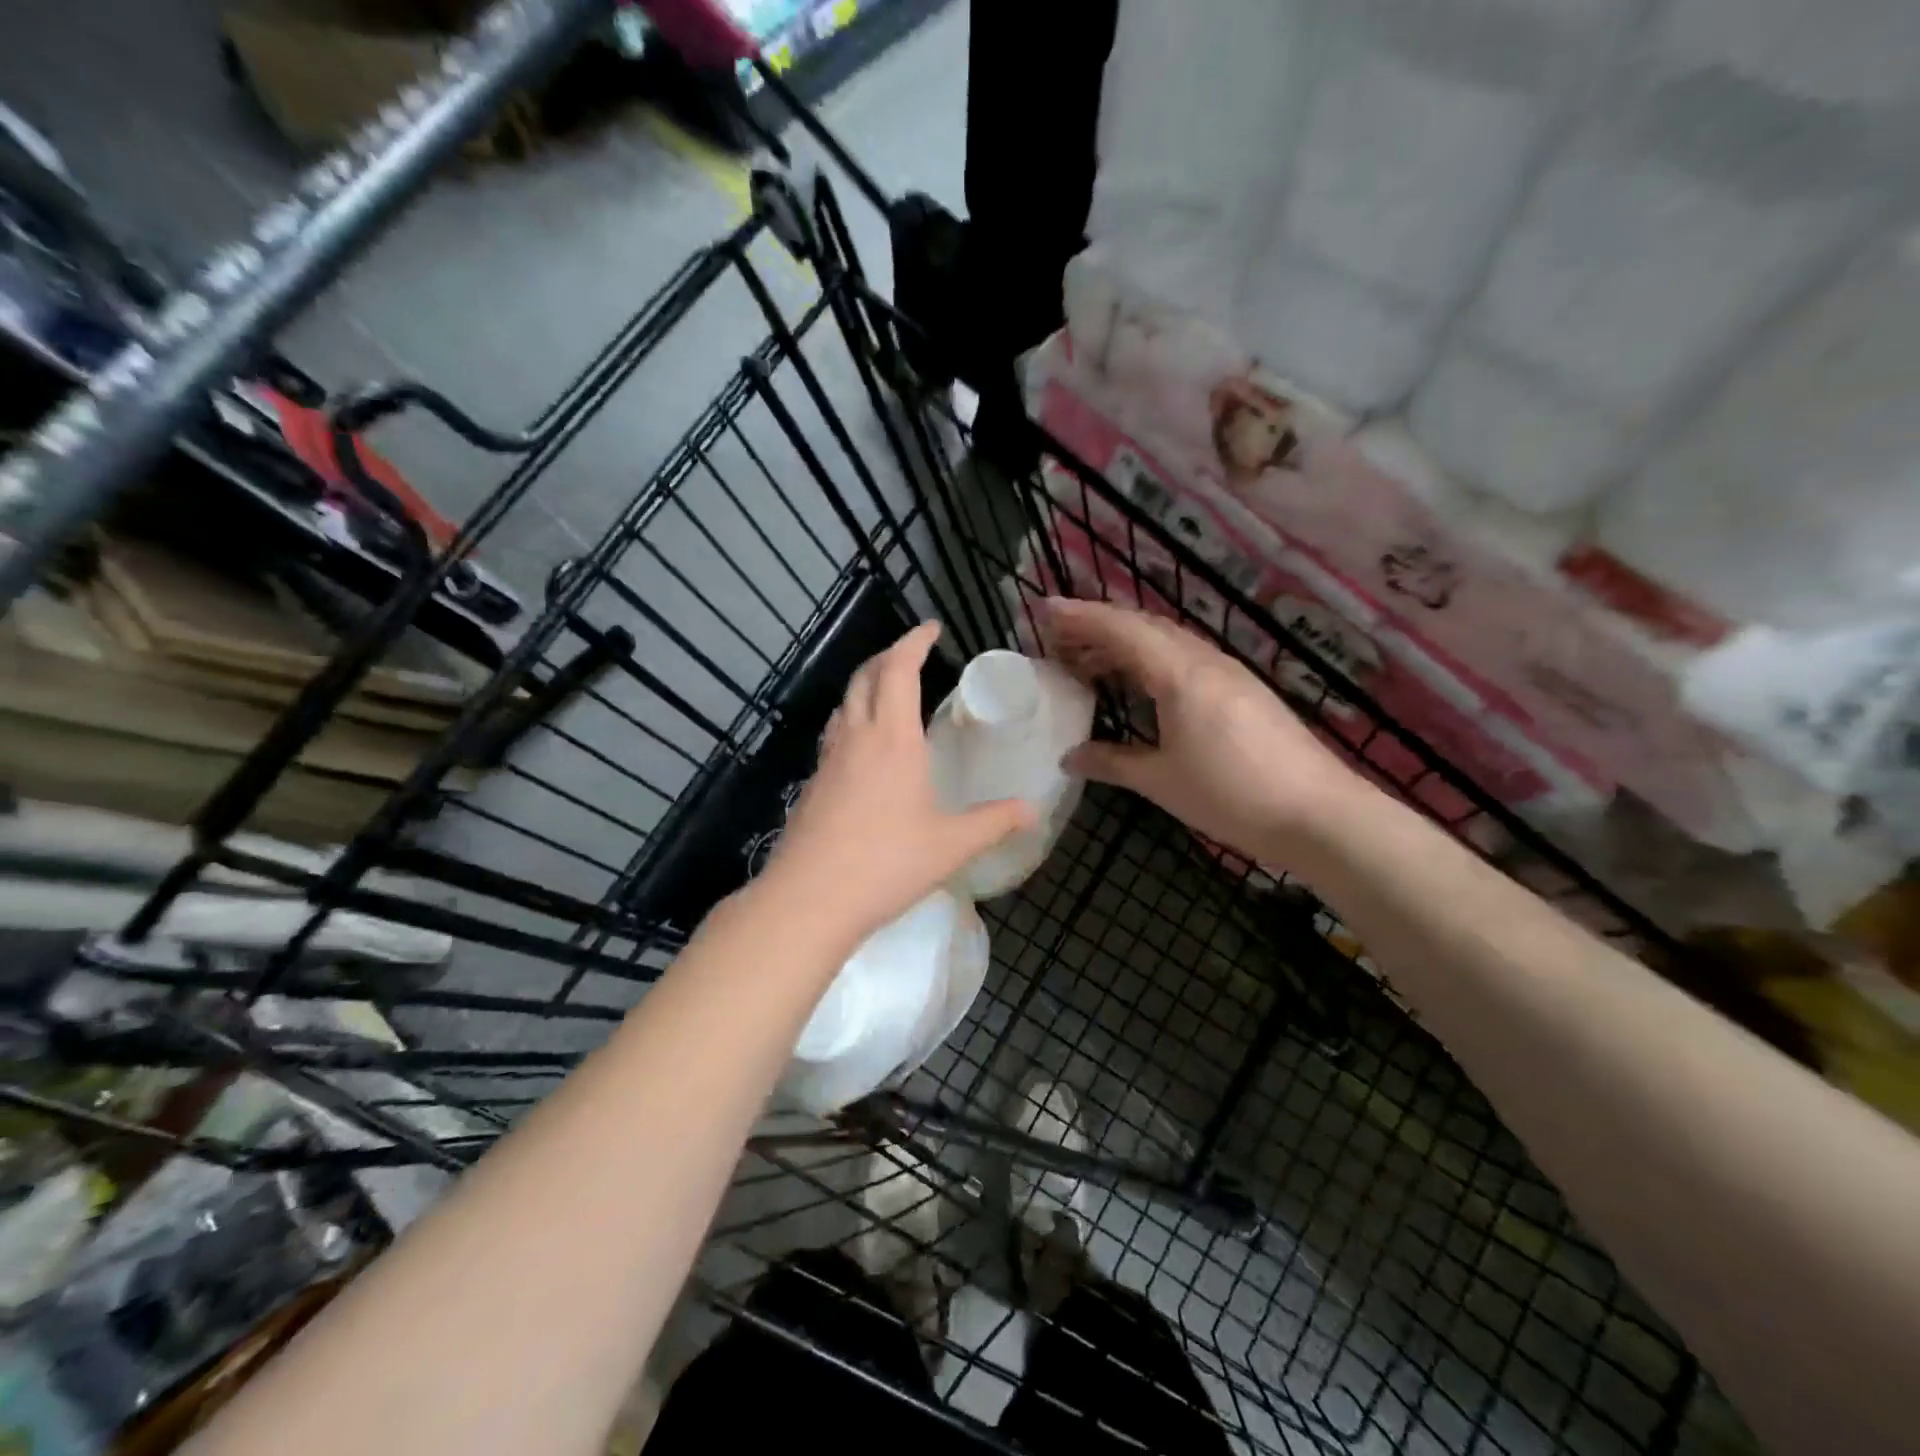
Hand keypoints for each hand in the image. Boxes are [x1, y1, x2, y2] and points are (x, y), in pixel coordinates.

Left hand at [761, 622, 1036, 949]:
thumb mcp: (951, 845)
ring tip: (889, 693)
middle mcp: (856, 737)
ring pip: (844, 704)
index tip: (931, 627)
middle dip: (888, 656)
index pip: (898, 669)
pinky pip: (834, 734)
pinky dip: (853, 720)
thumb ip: (994, 822)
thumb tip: (1034, 810)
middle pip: (865, 677)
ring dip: (866, 686)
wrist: (809, 900)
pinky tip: (864, 748)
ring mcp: (828, 760)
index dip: (913, 641)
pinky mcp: (812, 785)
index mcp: (892, 738)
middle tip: (912, 655)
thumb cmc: (887, 864)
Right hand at [1040, 597, 1361, 862]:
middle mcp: (1205, 661)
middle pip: (1144, 626)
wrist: (1320, 815)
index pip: (1121, 629)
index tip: (1044, 609)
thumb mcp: (1162, 781)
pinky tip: (1141, 684)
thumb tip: (1070, 756)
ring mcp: (1229, 673)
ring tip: (1089, 662)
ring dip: (1125, 643)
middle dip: (1098, 625)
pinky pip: (1186, 658)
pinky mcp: (1244, 691)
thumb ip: (1112, 762)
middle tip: (1058, 639)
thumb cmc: (1232, 795)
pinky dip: (1151, 660)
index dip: (1080, 616)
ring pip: (1167, 641)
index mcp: (1179, 674)